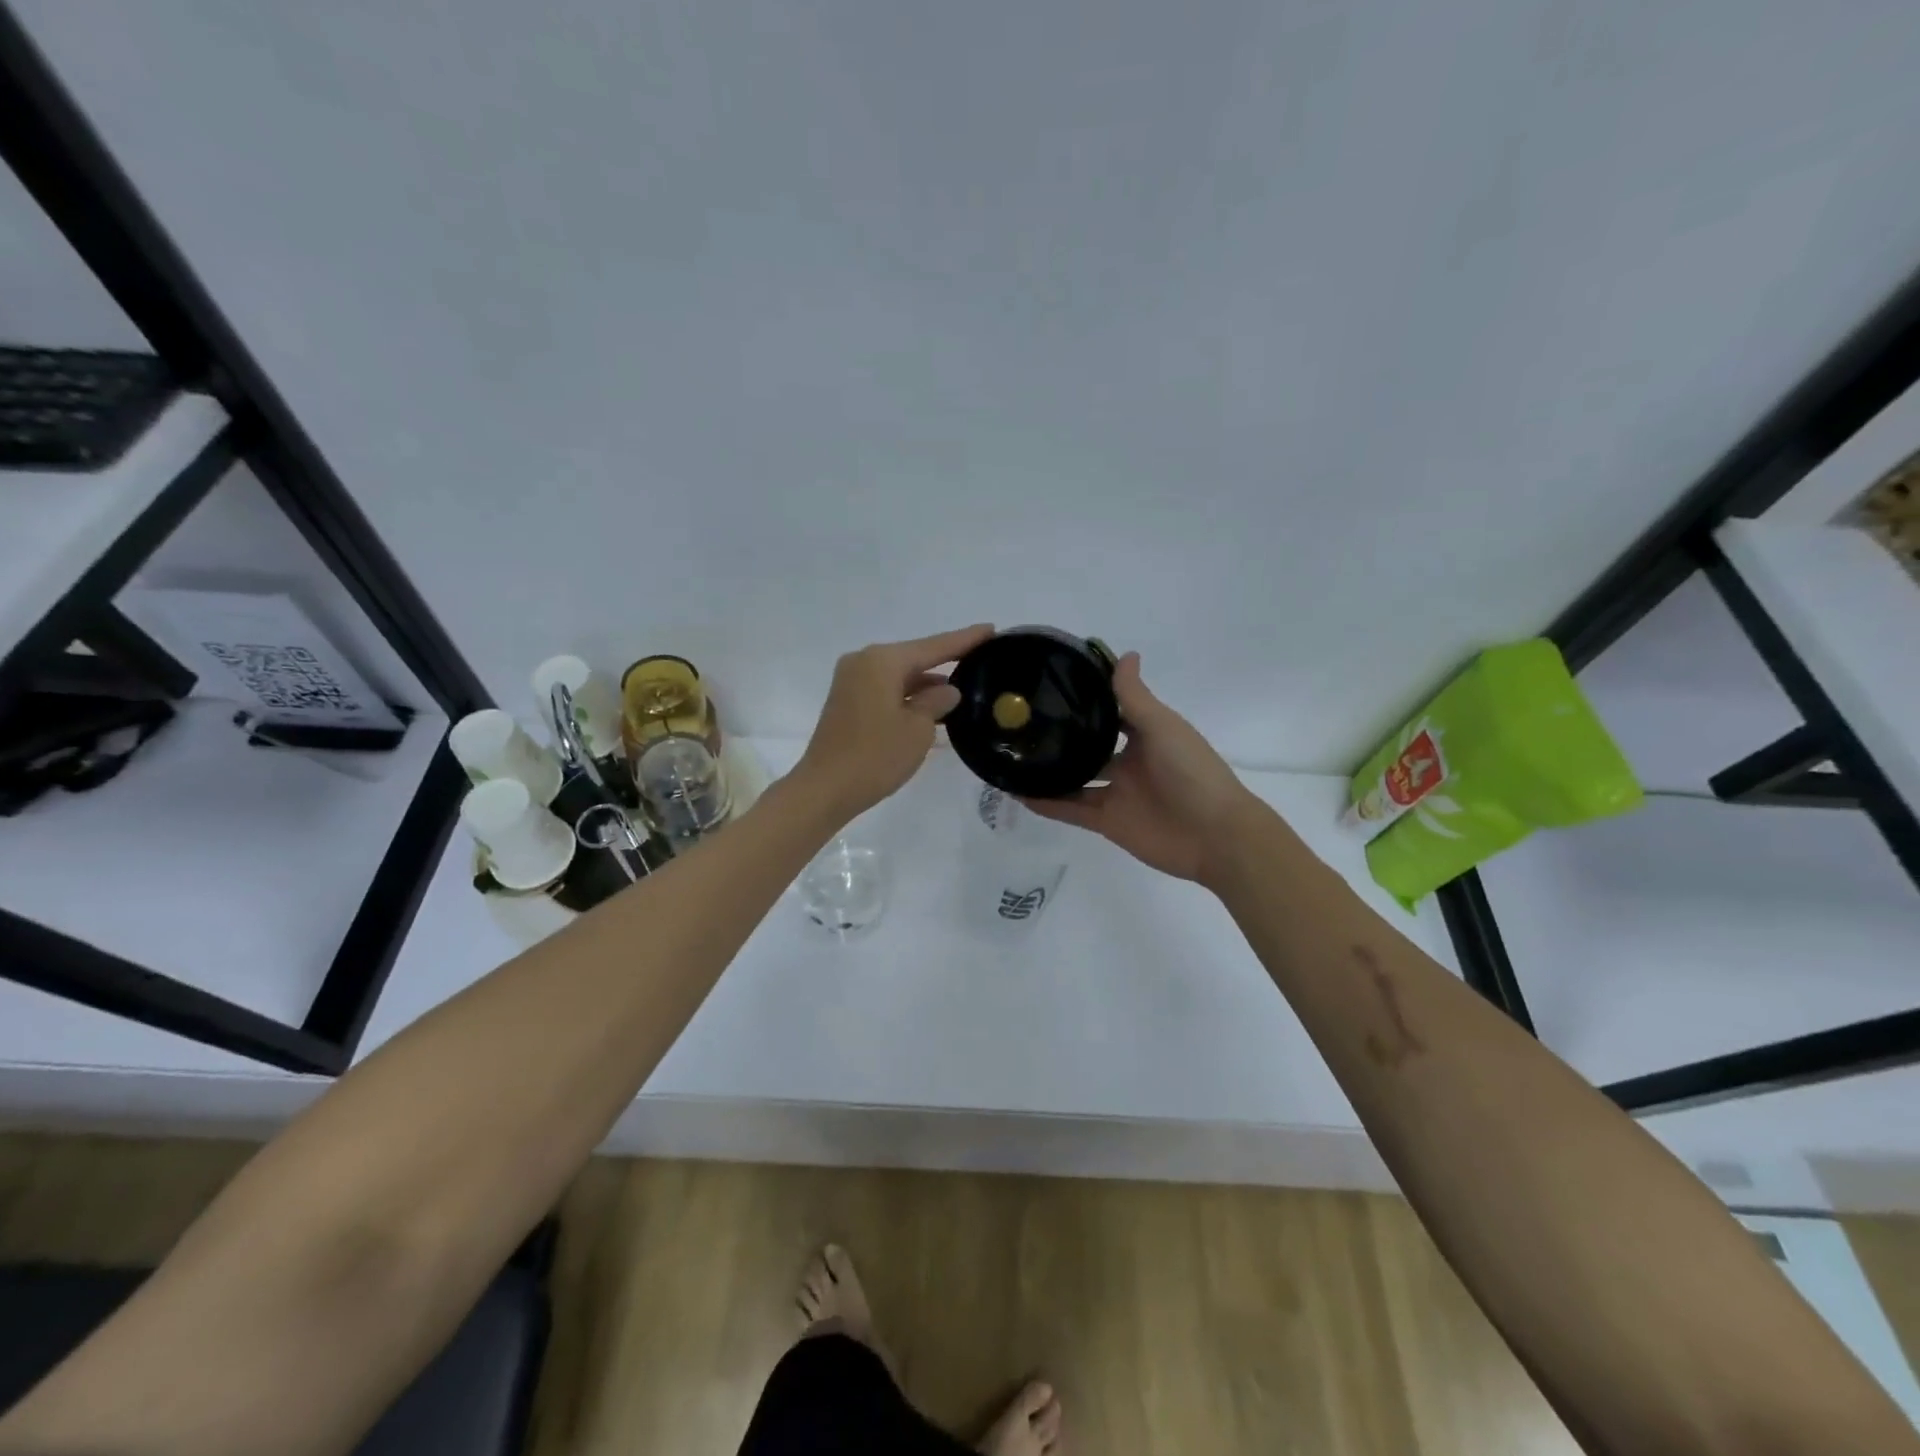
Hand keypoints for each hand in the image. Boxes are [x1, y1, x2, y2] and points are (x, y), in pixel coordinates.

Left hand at [796, 624, 994, 818]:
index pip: (934, 646)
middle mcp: (864, 662)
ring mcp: (852, 681)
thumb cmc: (875, 756)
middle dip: (946, 660)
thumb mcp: (918, 729)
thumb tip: (947, 691)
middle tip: (981, 658)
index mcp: (882, 661)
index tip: (991, 629)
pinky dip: (909, 695)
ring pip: (900, 675)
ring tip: (963, 687)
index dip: (965, 639)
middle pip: (914, 657)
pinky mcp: (847, 702)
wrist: (824, 789)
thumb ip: (936, 702)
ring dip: (927, 683)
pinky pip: (887, 689)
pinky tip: (932, 706)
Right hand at [1023, 652, 1260, 885]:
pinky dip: (1048, 804)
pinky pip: (1072, 810)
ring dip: (1050, 771)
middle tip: (1021, 722)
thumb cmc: (1192, 772)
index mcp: (1146, 734)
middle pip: (1090, 746)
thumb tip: (1125, 653)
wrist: (1215, 836)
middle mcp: (1129, 761)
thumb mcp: (1162, 727)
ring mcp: (1117, 793)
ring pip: (1076, 779)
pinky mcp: (1108, 822)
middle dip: (1062, 736)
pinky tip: (1020, 794)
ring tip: (1013, 756)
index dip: (1086, 699)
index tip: (1051, 685)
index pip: (1110, 711)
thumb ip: (1134, 697)